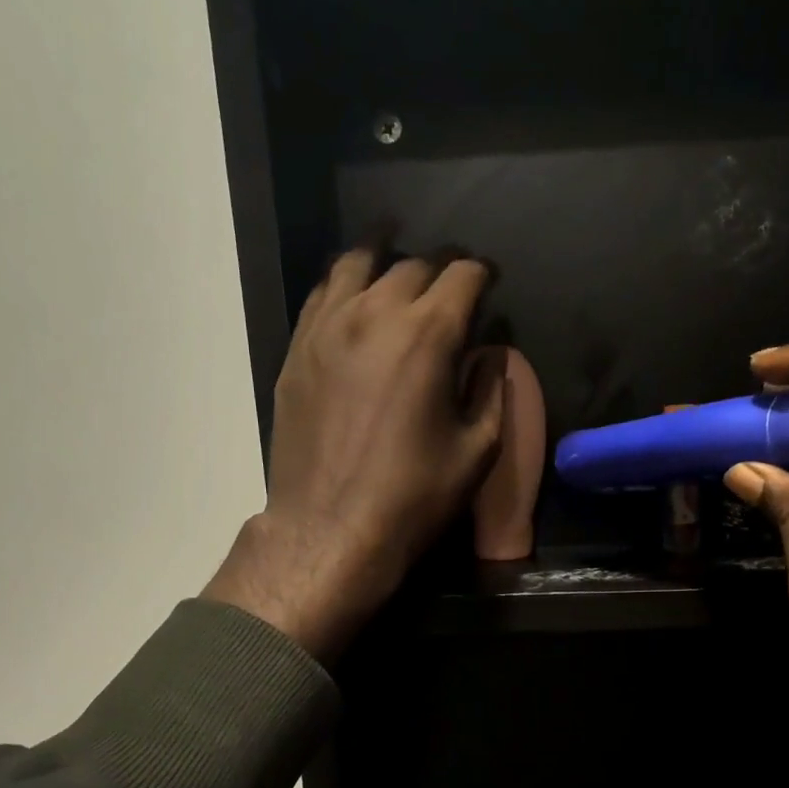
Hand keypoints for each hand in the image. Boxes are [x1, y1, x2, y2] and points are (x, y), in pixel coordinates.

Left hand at [203, 249, 508, 661]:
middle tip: (450, 287)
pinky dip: (344, 284)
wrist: (331, 529)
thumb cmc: (413, 496)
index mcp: (427, 335)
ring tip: (396, 263)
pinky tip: (352, 296)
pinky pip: (321, 294)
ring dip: (385, 258)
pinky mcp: (297, 350)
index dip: (481, 273)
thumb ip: (490, 391)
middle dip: (439, 268)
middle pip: (412, 265)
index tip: (489, 282)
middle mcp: (374, 314)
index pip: (461, 275)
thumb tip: (490, 354)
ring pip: (356, 264)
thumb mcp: (476, 451)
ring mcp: (327, 327)